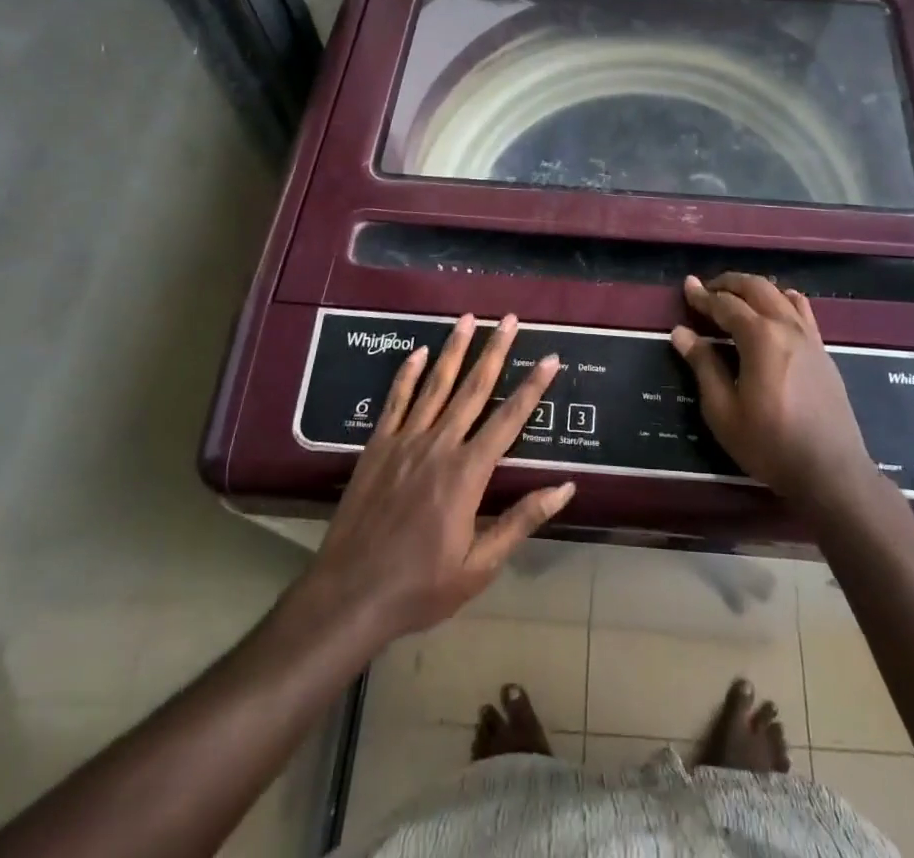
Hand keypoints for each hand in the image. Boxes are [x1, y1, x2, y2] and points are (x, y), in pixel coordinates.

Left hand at [308, 314, 573, 640]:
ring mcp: (405, 441)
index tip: (550, 357)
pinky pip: (395, 401)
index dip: (533, 386)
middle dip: (495, 351)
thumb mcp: (480, 566)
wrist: (348, 596)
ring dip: (454, 349)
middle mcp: (439, 445)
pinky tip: (419, 351)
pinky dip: (408, 374)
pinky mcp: (377, 446)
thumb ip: (522, 520)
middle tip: (510, 319)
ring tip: (469, 318)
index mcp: (468, 472)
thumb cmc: (421, 586)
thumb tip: (565, 487)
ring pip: (435, 385)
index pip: (509, 418)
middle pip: (473, 388)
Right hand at [671, 273, 882, 511]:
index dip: (703, 296)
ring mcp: (810, 337)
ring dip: (755, 289)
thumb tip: (681, 332)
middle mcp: (787, 326)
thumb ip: (703, 365)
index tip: (686, 286)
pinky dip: (782, 300)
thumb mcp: (723, 410)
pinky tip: (776, 309)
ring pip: (781, 295)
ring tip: (736, 297)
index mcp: (760, 336)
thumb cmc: (769, 443)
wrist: (830, 471)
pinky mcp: (823, 351)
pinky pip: (802, 311)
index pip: (725, 305)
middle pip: (756, 288)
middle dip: (729, 283)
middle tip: (707, 288)